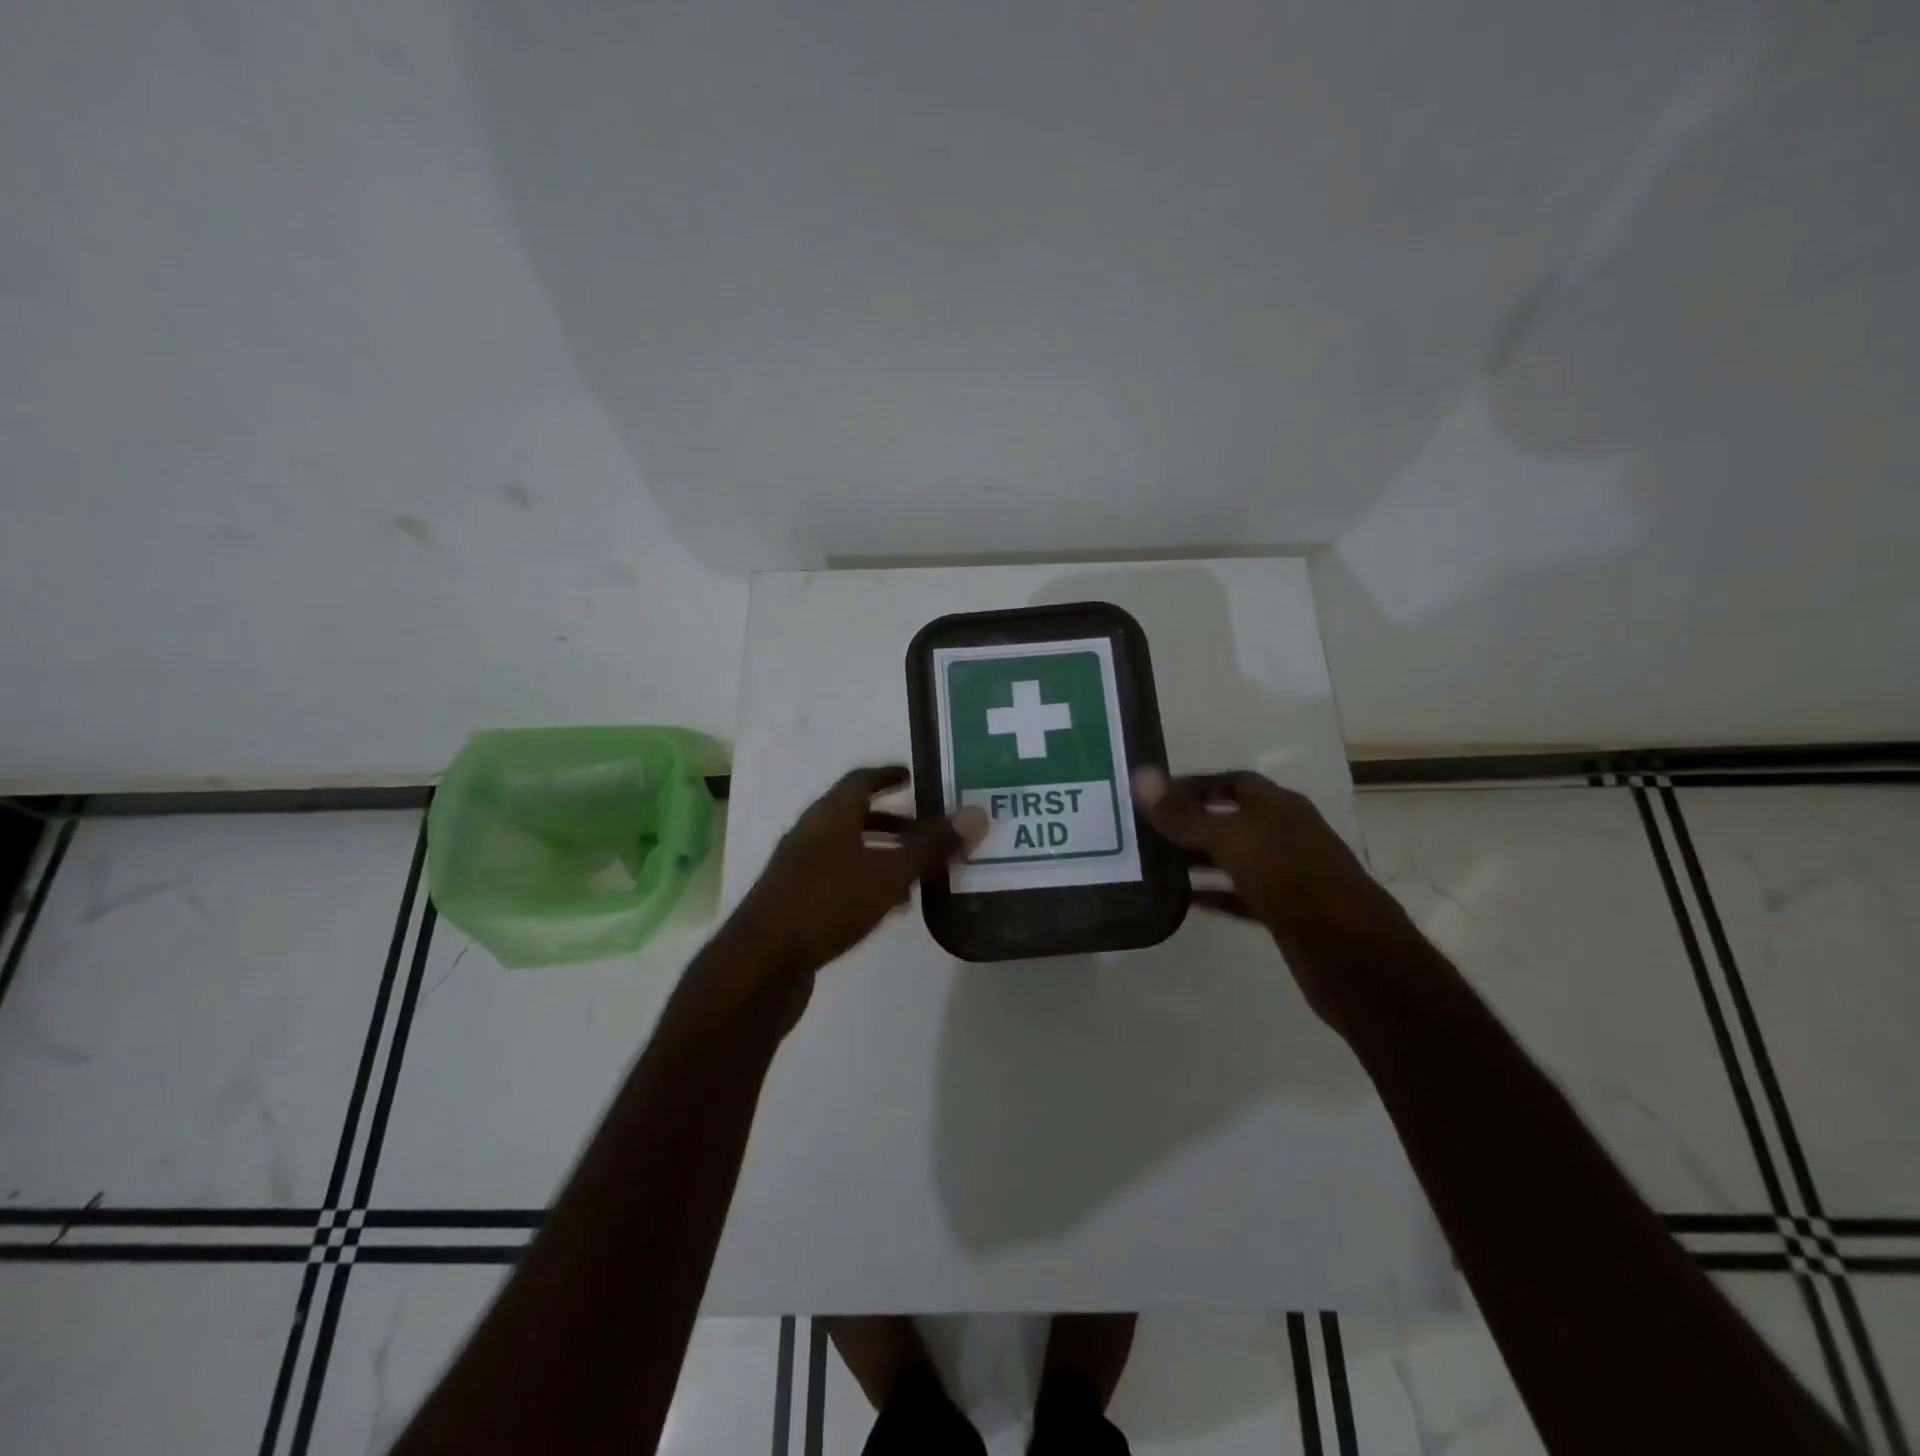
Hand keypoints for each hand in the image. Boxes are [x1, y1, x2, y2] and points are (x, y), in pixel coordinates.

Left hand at [717, 767, 986, 1021]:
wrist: (761, 965)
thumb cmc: (827, 905)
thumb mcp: (888, 873)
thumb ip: (931, 846)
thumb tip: (977, 813)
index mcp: (829, 815)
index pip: (861, 780)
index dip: (889, 775)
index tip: (915, 777)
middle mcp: (810, 835)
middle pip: (855, 816)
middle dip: (894, 821)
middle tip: (929, 830)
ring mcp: (799, 870)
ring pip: (848, 851)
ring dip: (882, 855)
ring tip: (918, 873)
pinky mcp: (796, 903)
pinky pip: (839, 881)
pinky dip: (867, 883)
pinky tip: (889, 908)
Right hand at [1133, 768, 1398, 1026]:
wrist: (1353, 957)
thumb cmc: (1293, 882)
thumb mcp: (1233, 842)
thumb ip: (1185, 815)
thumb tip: (1140, 778)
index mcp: (1279, 807)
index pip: (1231, 782)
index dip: (1194, 785)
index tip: (1153, 796)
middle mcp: (1284, 834)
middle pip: (1230, 820)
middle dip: (1189, 823)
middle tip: (1144, 831)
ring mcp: (1287, 875)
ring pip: (1233, 859)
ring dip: (1197, 859)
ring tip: (1153, 862)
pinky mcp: (1285, 912)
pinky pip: (1238, 895)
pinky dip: (1212, 894)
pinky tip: (1182, 900)